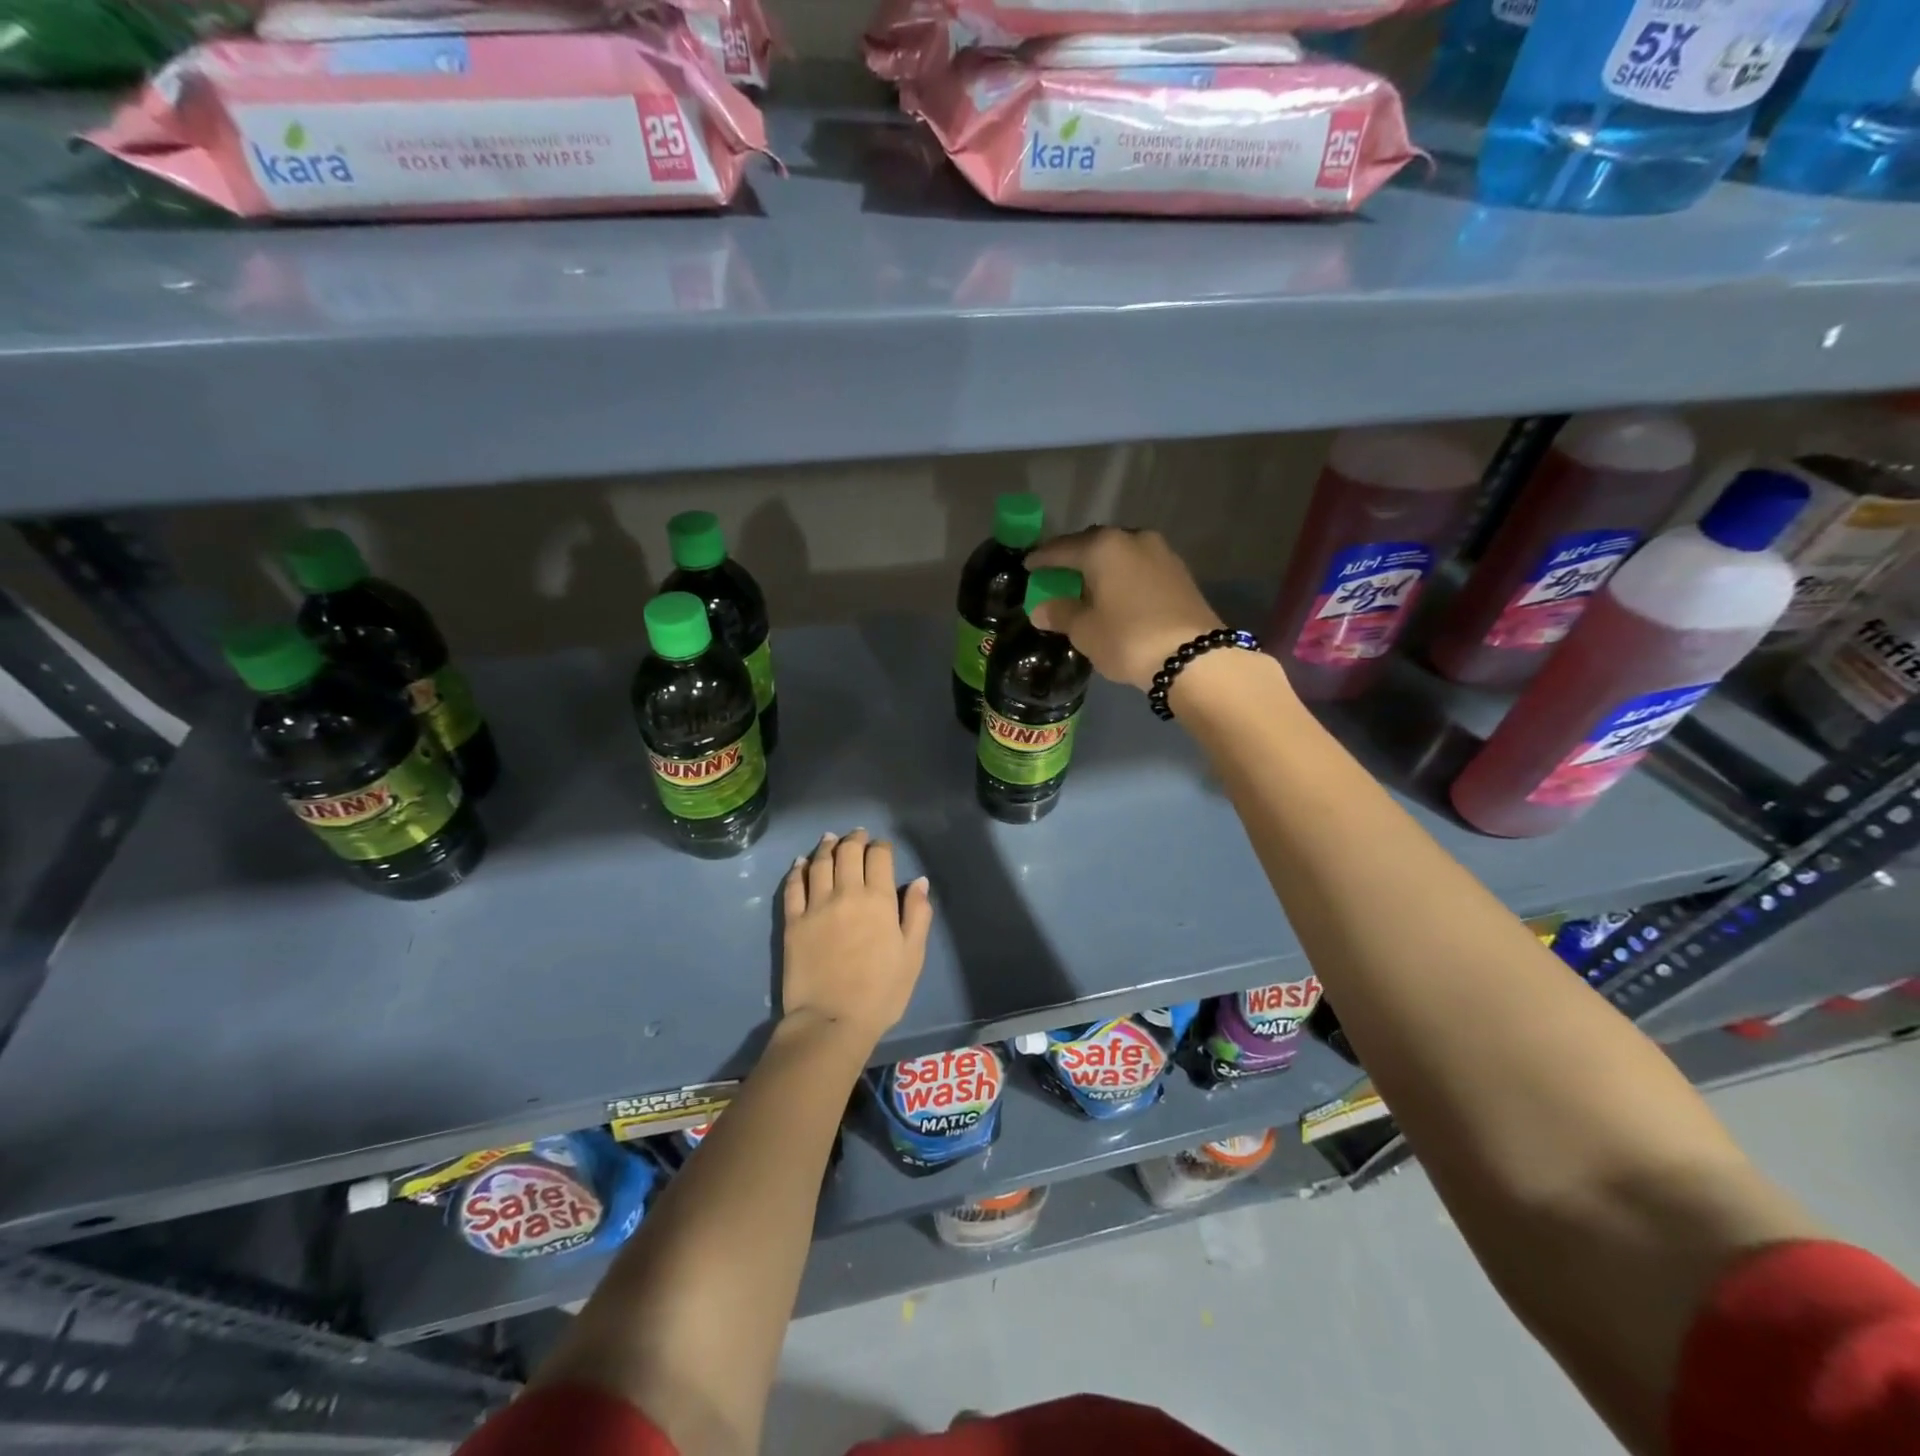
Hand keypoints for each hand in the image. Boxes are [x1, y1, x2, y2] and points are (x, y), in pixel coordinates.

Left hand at [780, 830, 931, 1049]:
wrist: (831, 1021)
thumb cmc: (881, 992)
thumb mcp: (912, 956)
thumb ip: (917, 914)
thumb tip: (919, 882)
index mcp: (879, 900)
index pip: (879, 857)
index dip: (881, 847)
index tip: (882, 847)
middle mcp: (846, 893)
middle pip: (848, 852)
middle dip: (855, 839)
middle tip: (857, 835)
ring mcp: (816, 905)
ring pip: (819, 863)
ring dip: (826, 847)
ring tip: (829, 839)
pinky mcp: (793, 921)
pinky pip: (793, 886)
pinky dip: (797, 870)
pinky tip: (800, 863)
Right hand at [1025, 527, 1224, 691]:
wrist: (1194, 657)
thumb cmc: (1127, 639)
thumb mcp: (1085, 630)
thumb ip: (1060, 613)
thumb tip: (1041, 609)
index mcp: (1103, 547)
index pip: (1062, 549)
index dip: (1042, 559)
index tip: (1028, 566)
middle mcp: (1133, 539)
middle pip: (1093, 544)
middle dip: (1074, 559)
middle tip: (1057, 575)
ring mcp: (1161, 553)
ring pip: (1120, 554)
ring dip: (1102, 567)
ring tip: (1088, 586)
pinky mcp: (1180, 572)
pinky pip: (1139, 567)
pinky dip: (1123, 577)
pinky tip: (1117, 594)